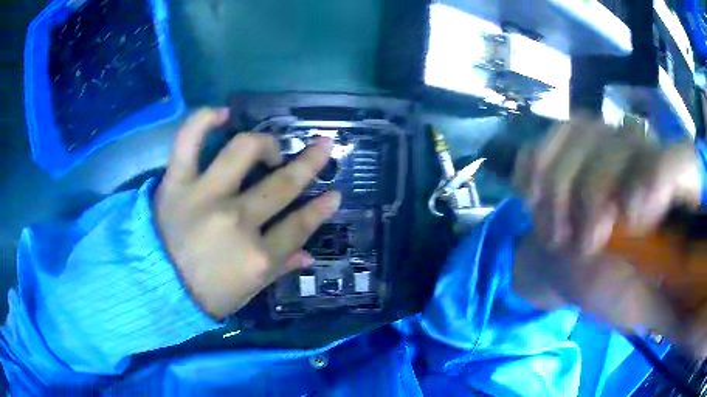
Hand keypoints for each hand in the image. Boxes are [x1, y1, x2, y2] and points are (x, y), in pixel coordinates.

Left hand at [154, 108, 340, 319]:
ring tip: (271, 146)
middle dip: (310, 162)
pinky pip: (188, 141)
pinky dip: (203, 120)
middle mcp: (237, 221)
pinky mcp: (176, 183)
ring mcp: (205, 196)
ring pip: (244, 151)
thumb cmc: (204, 296)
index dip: (321, 209)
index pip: (299, 225)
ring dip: (266, 143)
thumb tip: (308, 256)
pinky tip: (221, 114)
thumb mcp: (247, 292)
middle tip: (323, 146)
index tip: (334, 194)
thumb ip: (279, 269)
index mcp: (257, 257)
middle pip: (282, 184)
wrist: (153, 290)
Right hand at [512, 118, 705, 354]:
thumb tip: (693, 324)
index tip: (633, 215)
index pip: (684, 161)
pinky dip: (535, 169)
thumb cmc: (607, 285)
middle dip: (595, 198)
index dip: (664, 176)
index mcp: (670, 194)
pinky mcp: (569, 134)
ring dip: (560, 193)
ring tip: (557, 233)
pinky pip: (549, 138)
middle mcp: (643, 150)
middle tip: (583, 244)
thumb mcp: (642, 306)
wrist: (562, 259)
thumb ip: (672, 309)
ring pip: (582, 139)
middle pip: (624, 148)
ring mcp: (604, 135)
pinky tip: (533, 196)